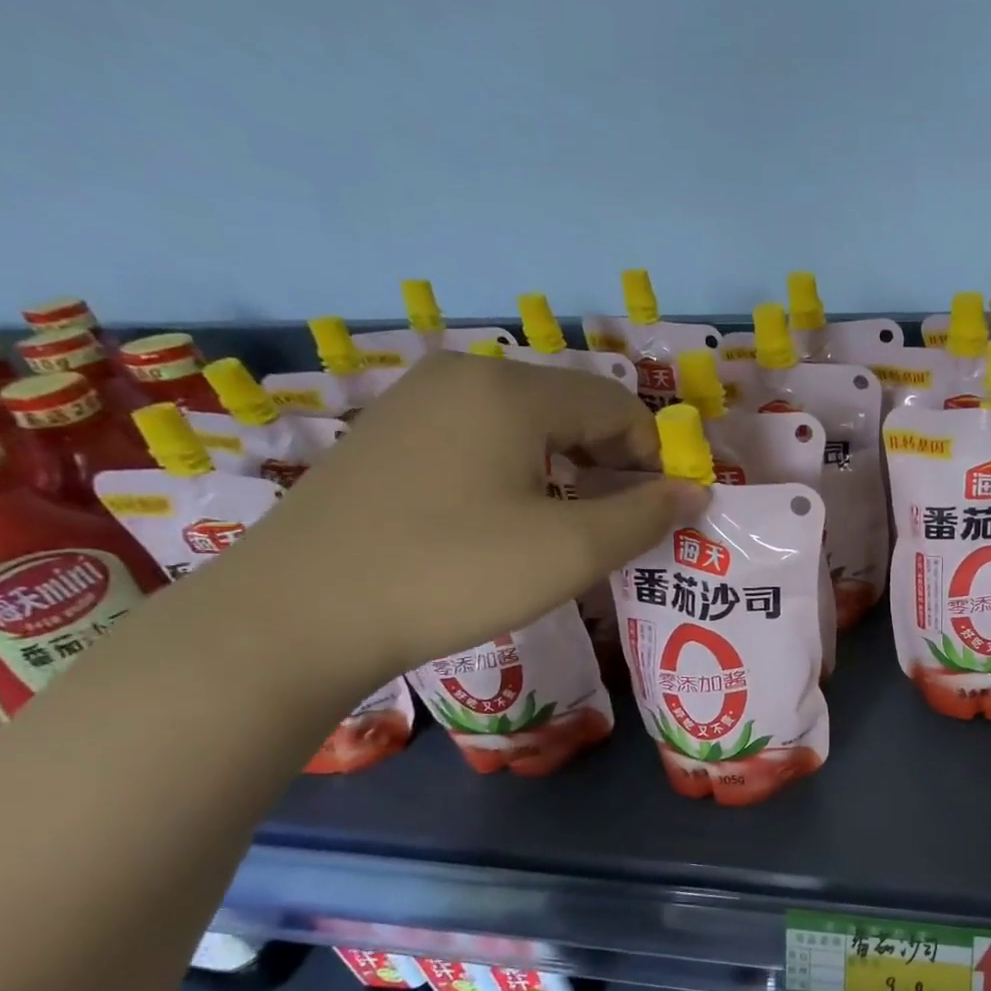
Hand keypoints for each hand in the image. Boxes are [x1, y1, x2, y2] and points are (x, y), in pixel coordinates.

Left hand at [200, 352, 706, 688]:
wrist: (296, 616)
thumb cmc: (452, 574)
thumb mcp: (570, 552)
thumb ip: (645, 516)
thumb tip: (694, 492)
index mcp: (511, 388)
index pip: (618, 406)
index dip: (654, 459)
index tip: (658, 516)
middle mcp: (463, 374)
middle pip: (572, 409)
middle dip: (610, 465)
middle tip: (616, 528)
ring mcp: (415, 402)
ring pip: (525, 425)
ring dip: (565, 471)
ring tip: (564, 530)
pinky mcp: (386, 436)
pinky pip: (478, 439)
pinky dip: (515, 473)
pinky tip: (501, 523)